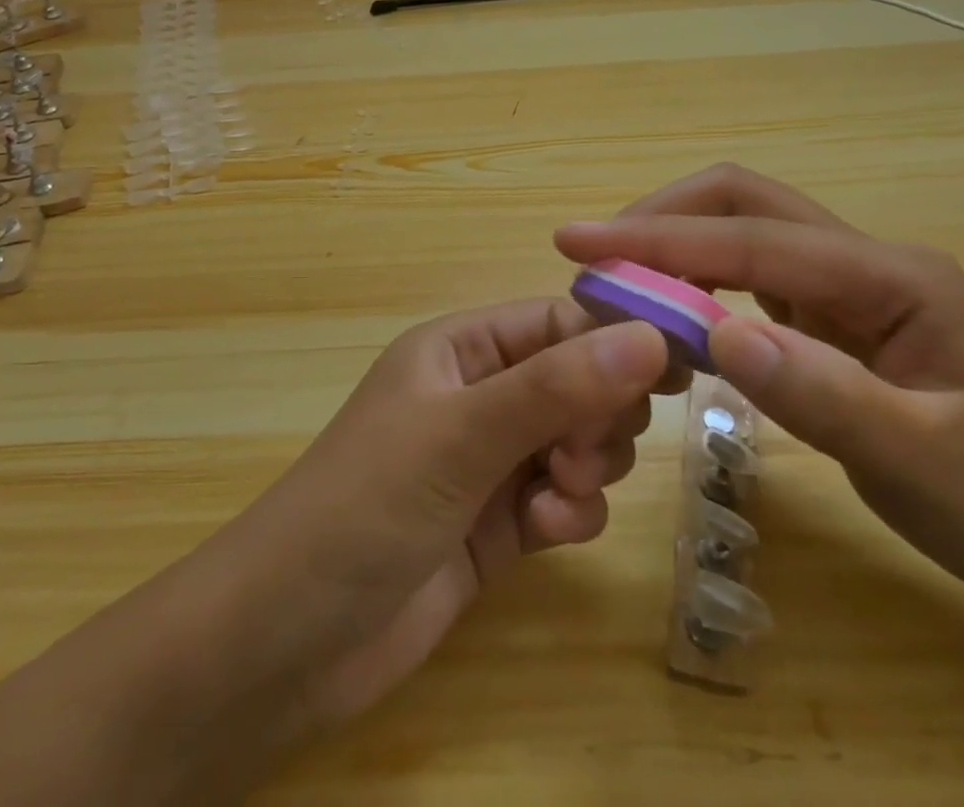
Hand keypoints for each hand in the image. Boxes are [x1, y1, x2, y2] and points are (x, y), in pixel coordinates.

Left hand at [219, 299, 671, 733]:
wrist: (286, 641)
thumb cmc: (366, 505)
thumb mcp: (461, 435)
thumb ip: (555, 388)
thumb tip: (650, 336)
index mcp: (461, 349)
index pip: (558, 323)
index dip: (616, 341)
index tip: (677, 372)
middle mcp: (478, 395)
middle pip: (578, 382)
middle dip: (596, 415)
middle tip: (579, 454)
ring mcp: (487, 461)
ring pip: (577, 442)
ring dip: (586, 468)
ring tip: (557, 499)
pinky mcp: (496, 524)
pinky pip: (563, 501)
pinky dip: (570, 515)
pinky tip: (546, 538)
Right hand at [554, 165, 963, 637]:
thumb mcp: (922, 462)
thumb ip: (816, 390)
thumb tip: (712, 333)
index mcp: (892, 275)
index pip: (751, 238)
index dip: (658, 238)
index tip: (577, 242)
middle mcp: (868, 261)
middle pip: (745, 202)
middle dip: (662, 218)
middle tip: (592, 255)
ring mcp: (855, 287)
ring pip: (747, 235)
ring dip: (677, 246)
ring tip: (617, 280)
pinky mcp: (842, 320)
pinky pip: (756, 282)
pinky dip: (702, 284)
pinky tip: (674, 315)